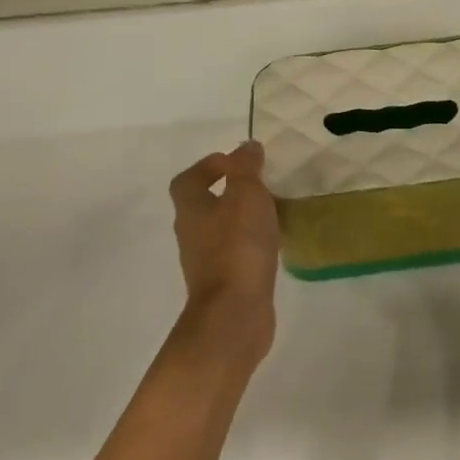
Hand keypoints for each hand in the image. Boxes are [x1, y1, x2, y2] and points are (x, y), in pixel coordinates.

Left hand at [168, 142, 280, 339]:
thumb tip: (246, 146)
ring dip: (239, 219)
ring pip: (219, 230)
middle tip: (259, 185)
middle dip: (227, 192)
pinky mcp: (223, 283)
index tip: (234, 162)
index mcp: (191, 209)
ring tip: (270, 213)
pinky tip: (271, 245)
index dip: (207, 166)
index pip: (187, 180)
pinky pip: (234, 254)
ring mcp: (205, 262)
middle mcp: (191, 234)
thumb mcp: (247, 196)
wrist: (235, 313)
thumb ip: (246, 168)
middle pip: (202, 205)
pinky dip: (249, 244)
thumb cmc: (238, 246)